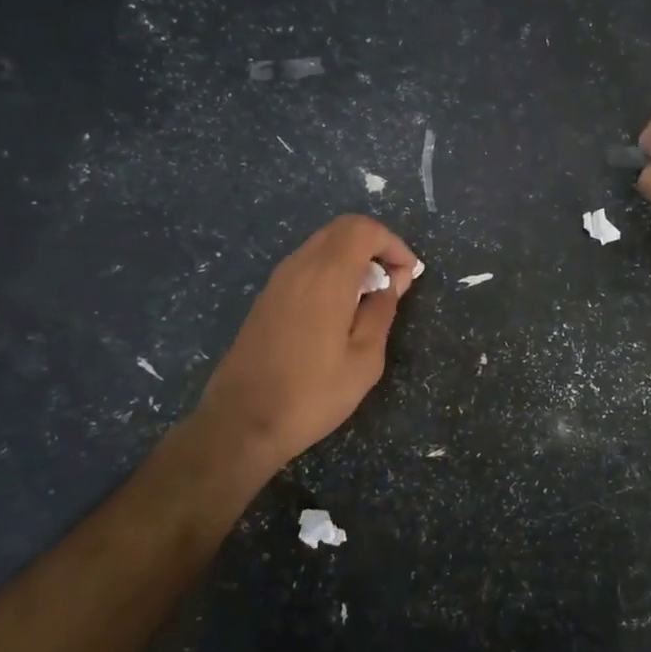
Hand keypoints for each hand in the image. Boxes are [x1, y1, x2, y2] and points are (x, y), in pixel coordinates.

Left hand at [193, 215, 418, 478]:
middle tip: (394, 281)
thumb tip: (391, 282)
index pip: (363, 229)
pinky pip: (306, 265)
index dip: (393, 244)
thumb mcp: (364, 360)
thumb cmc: (312, 395)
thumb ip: (382, 312)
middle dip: (375, 246)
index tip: (408, 275)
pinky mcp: (267, 298)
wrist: (241, 422)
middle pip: (342, 229)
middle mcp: (299, 267)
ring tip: (371, 298)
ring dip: (353, 258)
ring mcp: (278, 281)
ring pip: (322, 245)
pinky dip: (332, 271)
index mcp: (327, 277)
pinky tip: (341, 310)